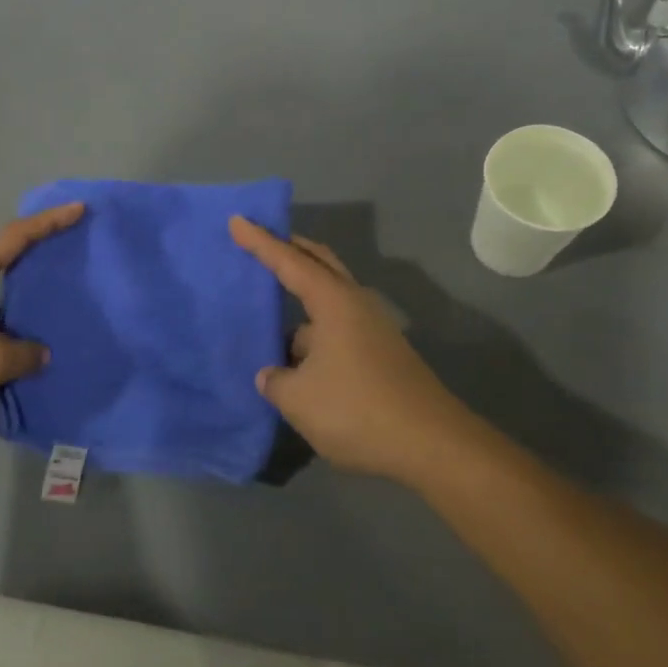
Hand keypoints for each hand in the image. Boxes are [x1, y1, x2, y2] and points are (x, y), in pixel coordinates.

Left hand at [0, 203, 84, 447]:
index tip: (78, 209)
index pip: (14, 238)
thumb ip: (25, 354)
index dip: (48, 223)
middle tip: (67, 259)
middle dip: (33, 262)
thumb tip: (40, 354)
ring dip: (16, 309)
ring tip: (47, 318)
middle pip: (0, 265)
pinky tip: (15, 355)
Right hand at [229, 216, 485, 485]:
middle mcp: (356, 305)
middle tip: (261, 242)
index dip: (260, 242)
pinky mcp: (381, 355)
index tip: (237, 221)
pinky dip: (313, 330)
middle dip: (290, 250)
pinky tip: (296, 359)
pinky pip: (337, 328)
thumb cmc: (357, 410)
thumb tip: (272, 374)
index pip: (289, 262)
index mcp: (334, 303)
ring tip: (269, 313)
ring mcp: (373, 330)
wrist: (431, 445)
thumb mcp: (299, 399)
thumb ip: (275, 381)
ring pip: (329, 301)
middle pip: (320, 264)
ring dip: (301, 299)